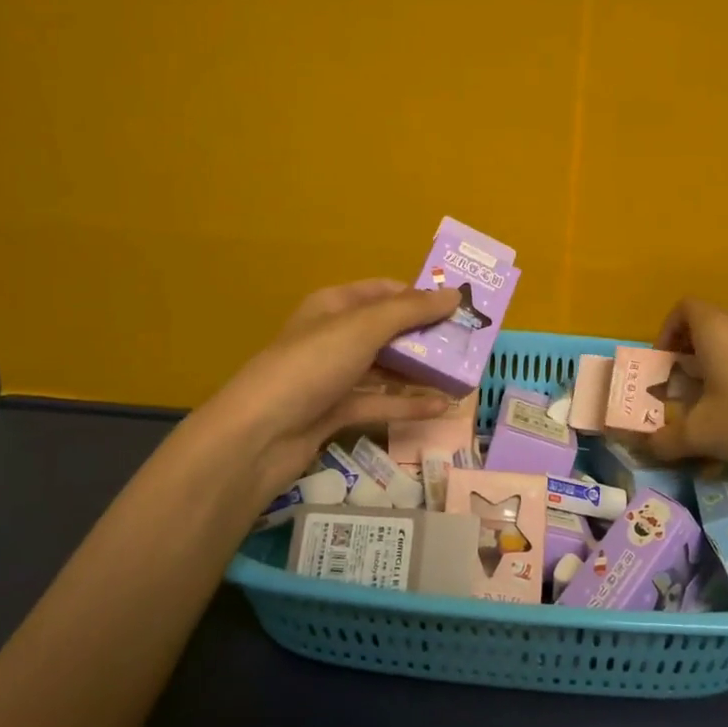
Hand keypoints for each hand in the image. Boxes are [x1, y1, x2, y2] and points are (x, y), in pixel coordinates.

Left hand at [201, 280, 459, 505]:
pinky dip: (407, 404)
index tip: (459, 306)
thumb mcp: (364, 328)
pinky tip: (441, 407)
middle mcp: (334, 337)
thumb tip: (454, 294)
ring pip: (385, 369)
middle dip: (426, 336)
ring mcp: (333, 376)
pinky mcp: (335, 412)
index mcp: (334, 306)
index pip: (384, 291)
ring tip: (462, 376)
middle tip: (468, 343)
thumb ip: (412, 311)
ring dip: (421, 372)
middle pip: (388, 330)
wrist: (259, 435)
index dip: (420, 296)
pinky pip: (378, 403)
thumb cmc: (312, 365)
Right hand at [645, 298, 727, 480]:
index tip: (664, 363)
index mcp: (717, 329)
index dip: (667, 331)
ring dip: (718, 363)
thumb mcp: (701, 435)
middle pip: (709, 324)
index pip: (684, 308)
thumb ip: (666, 439)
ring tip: (713, 400)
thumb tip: (646, 447)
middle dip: (689, 352)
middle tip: (683, 386)